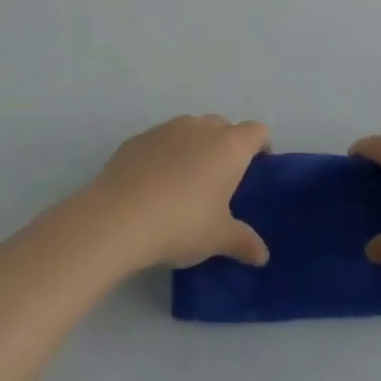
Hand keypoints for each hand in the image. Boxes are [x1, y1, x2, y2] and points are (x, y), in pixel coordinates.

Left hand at [83, 115, 270, 270]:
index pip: (256, 131)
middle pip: (223, 125)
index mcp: (228, 146)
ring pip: (191, 128)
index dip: (261, 145)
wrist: (118, 217)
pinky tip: (155, 183)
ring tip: (187, 181)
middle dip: (227, 144)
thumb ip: (243, 242)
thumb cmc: (181, 224)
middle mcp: (200, 128)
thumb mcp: (218, 238)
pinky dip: (165, 153)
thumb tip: (262, 255)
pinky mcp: (138, 138)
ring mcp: (166, 129)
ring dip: (195, 146)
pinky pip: (161, 139)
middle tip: (222, 179)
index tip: (259, 166)